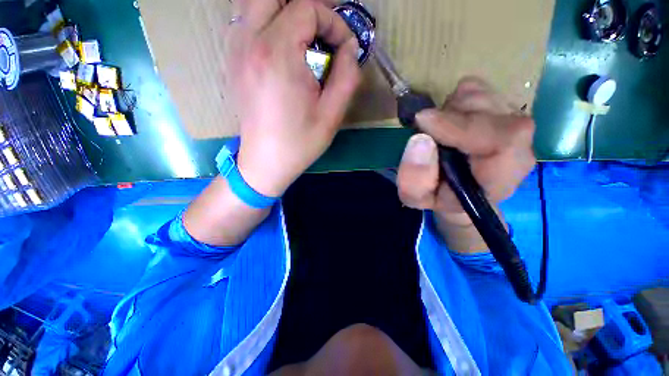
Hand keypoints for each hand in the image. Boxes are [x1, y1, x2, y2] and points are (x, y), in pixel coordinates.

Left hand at [227, 0, 361, 196]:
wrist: (266, 162)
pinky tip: (282, 48)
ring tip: (304, 37)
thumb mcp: (332, 115)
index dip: (332, 22)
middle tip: (321, 32)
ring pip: (253, 3)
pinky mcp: (233, 61)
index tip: (343, 48)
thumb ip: (347, 76)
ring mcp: (235, 50)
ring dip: (282, 10)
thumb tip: (349, 49)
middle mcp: (249, 43)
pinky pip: (246, 22)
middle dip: (304, 7)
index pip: (305, 8)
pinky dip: (267, 22)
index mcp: (277, 55)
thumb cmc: (299, 143)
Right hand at [396, 77, 535, 252]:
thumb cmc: (438, 197)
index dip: (461, 124)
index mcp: (500, 177)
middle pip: (488, 108)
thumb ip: (414, 179)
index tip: (423, 120)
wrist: (460, 192)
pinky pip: (476, 88)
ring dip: (449, 109)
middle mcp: (518, 147)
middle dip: (448, 116)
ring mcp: (513, 124)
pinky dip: (454, 101)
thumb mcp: (416, 197)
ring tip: (439, 133)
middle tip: (427, 133)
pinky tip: (449, 122)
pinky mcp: (503, 110)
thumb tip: (420, 139)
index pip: (503, 139)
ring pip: (480, 94)